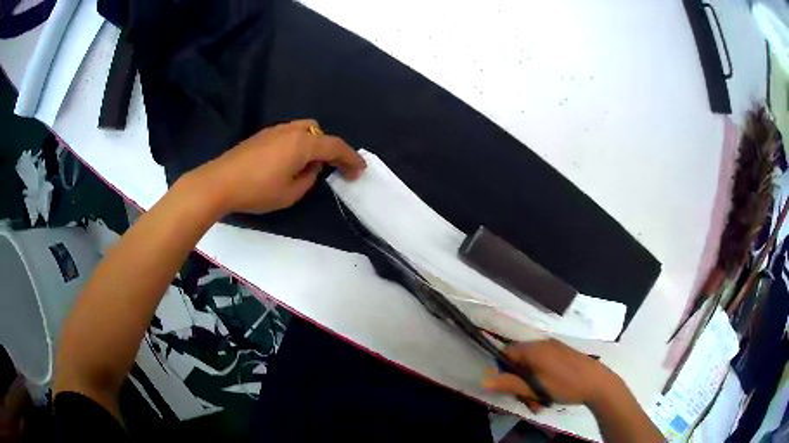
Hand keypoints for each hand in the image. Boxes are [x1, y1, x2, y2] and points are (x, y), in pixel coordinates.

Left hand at [191, 119, 365, 214]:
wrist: (220, 182)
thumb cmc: (257, 190)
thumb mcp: (290, 194)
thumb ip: (308, 179)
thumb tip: (311, 167)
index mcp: (303, 144)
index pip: (335, 147)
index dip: (351, 158)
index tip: (360, 170)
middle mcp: (291, 131)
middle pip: (318, 131)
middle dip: (329, 147)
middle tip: (330, 168)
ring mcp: (274, 130)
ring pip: (302, 130)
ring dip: (311, 145)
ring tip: (306, 166)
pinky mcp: (261, 135)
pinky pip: (288, 134)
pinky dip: (296, 144)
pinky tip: (286, 162)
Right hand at [483, 339, 620, 412]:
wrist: (598, 383)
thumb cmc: (565, 385)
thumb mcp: (535, 388)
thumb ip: (509, 384)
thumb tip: (483, 381)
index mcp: (534, 349)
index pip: (507, 352)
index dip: (502, 369)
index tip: (508, 387)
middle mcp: (543, 344)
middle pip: (520, 361)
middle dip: (519, 382)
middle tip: (526, 400)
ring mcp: (555, 348)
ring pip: (533, 366)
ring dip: (531, 385)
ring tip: (539, 402)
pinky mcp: (564, 355)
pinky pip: (545, 365)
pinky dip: (542, 379)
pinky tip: (549, 394)